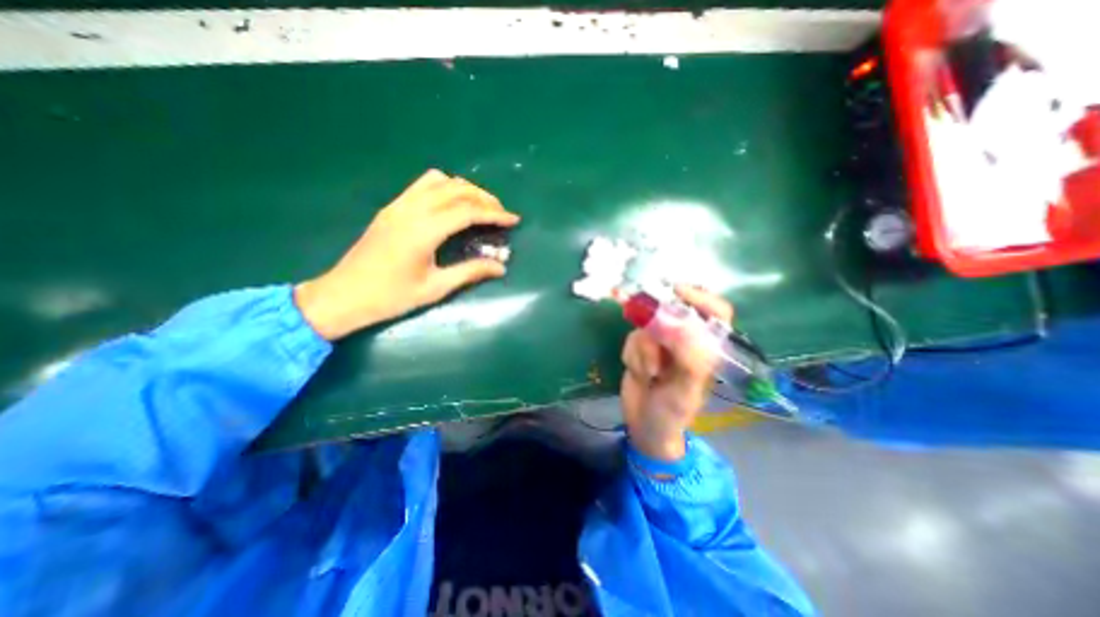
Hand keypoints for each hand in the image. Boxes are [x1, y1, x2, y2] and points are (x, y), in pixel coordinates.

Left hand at [294, 172, 521, 339]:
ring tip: (480, 205)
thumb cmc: (391, 297)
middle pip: (456, 190)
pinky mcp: (391, 208)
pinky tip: (452, 204)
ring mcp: (398, 205)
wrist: (344, 295)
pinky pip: (422, 185)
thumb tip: (501, 267)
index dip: (494, 214)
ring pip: (439, 181)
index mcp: (423, 231)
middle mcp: (411, 210)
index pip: (467, 211)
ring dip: (464, 189)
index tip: (513, 220)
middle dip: (484, 198)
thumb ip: (470, 272)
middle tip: (502, 213)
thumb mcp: (435, 288)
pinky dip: (445, 187)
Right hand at [622, 287, 732, 459]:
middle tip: (650, 340)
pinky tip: (638, 373)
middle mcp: (685, 340)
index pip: (715, 313)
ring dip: (643, 351)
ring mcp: (661, 342)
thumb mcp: (686, 391)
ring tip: (648, 375)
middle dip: (657, 325)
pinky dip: (632, 355)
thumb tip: (682, 327)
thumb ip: (690, 360)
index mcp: (707, 348)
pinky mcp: (640, 347)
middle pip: (673, 312)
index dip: (700, 297)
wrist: (645, 425)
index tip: (676, 291)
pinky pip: (632, 338)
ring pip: (647, 326)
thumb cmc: (673, 412)